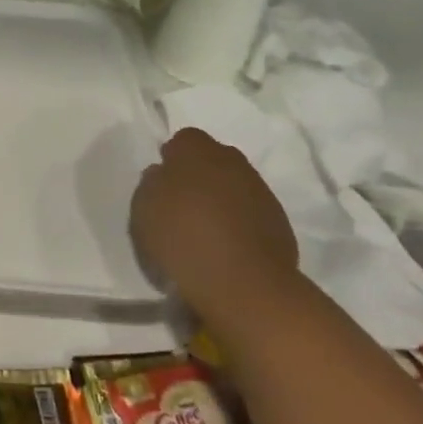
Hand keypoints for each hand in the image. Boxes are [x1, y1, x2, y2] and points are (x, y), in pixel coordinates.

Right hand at [129, 128, 299, 320]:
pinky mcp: (279, 222)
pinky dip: (240, 221)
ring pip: (235, 184)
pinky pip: (251, 211)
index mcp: (197, 151)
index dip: (173, 158)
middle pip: (213, 158)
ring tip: (205, 229)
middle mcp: (233, 162)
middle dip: (199, 174)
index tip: (163, 182)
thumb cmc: (183, 238)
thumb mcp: (143, 208)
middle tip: (182, 203)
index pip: (184, 139)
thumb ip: (152, 183)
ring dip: (221, 198)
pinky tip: (227, 246)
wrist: (244, 284)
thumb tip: (164, 174)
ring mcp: (261, 192)